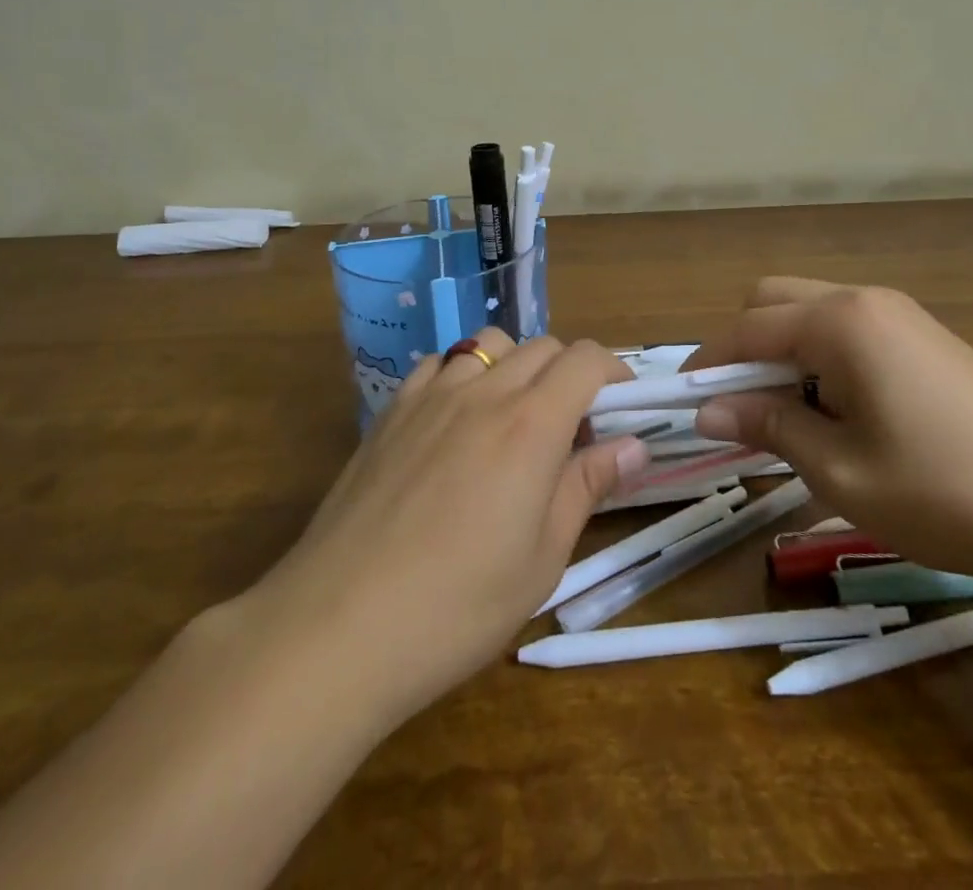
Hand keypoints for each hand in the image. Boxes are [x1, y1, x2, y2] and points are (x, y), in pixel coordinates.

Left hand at [245, 330, 648, 725]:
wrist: (339, 626)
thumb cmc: (457, 605)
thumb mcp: (542, 559)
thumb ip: (587, 487)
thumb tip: (633, 445)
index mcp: (531, 424)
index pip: (585, 359)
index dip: (614, 370)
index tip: (622, 402)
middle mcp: (484, 392)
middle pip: (542, 347)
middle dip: (570, 372)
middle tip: (572, 426)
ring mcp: (431, 396)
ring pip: (489, 345)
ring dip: (516, 366)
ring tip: (514, 416)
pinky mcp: (391, 412)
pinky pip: (438, 364)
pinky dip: (463, 374)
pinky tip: (456, 420)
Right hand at [686, 278, 972, 586]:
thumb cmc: (946, 491)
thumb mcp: (841, 471)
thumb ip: (768, 427)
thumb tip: (706, 410)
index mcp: (840, 322)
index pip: (747, 328)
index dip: (708, 365)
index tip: (683, 404)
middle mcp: (864, 300)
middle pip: (774, 301)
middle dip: (744, 348)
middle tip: (741, 411)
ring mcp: (899, 315)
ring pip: (811, 314)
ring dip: (782, 355)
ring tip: (789, 420)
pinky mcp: (923, 337)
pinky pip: (847, 331)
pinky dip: (819, 360)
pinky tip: (838, 414)